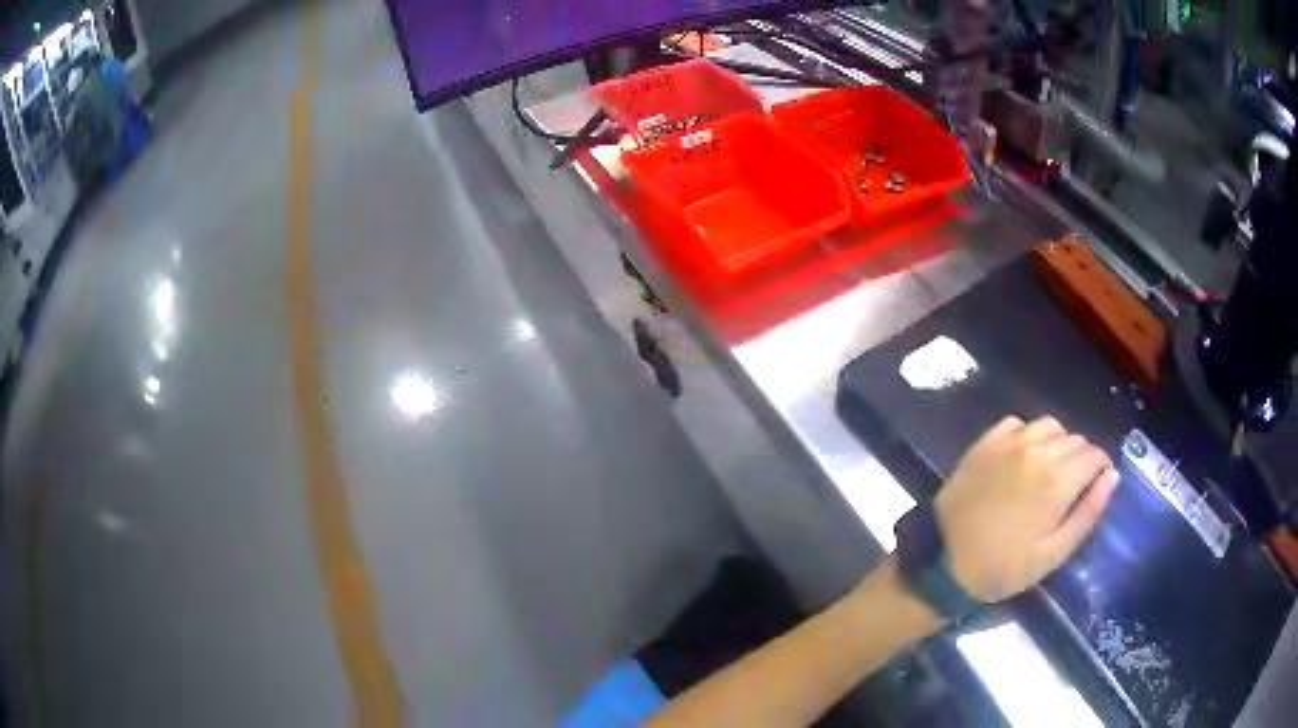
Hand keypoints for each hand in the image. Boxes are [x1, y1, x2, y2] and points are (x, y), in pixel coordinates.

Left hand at [935, 416, 1119, 601]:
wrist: (944, 565)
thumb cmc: (1003, 568)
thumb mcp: (1054, 553)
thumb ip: (1089, 512)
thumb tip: (1112, 476)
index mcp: (1058, 478)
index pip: (1095, 455)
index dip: (1100, 469)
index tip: (1095, 485)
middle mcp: (1037, 450)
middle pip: (1075, 439)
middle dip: (1081, 459)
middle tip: (1070, 487)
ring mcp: (1008, 442)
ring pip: (1049, 426)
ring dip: (1057, 443)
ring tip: (1048, 472)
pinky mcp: (984, 443)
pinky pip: (1017, 423)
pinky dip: (1027, 435)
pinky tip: (1022, 459)